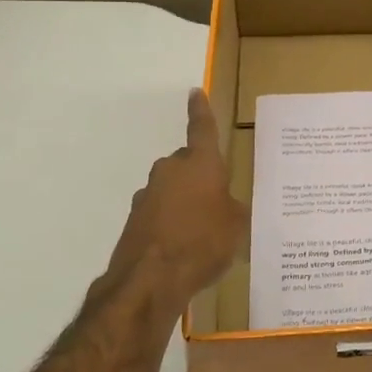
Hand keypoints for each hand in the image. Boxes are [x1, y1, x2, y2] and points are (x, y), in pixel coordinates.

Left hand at [105, 90, 246, 314]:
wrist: (150, 280)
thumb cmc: (203, 242)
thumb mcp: (237, 225)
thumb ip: (233, 208)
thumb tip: (226, 206)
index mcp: (200, 164)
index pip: (202, 128)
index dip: (201, 111)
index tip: (195, 92)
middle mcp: (170, 171)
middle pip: (188, 165)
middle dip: (201, 178)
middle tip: (219, 202)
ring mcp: (148, 195)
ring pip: (173, 190)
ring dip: (185, 203)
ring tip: (202, 233)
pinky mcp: (135, 220)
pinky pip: (160, 214)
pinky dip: (171, 224)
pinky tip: (183, 249)